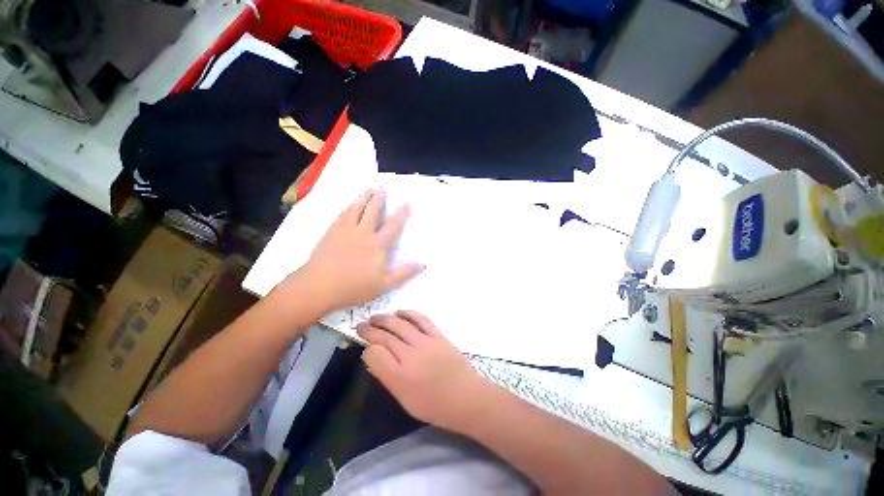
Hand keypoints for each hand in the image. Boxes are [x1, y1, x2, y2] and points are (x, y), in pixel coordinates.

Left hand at [300, 189, 423, 311]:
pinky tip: (350, 204)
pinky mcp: (332, 231)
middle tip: (382, 188)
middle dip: (379, 198)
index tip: (406, 202)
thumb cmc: (354, 287)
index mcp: (378, 245)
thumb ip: (404, 273)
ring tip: (369, 189)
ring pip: (357, 208)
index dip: (401, 214)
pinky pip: (343, 214)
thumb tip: (423, 264)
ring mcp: (346, 230)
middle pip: (373, 211)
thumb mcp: (384, 284)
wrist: (319, 286)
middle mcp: (363, 233)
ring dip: (364, 197)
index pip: (393, 226)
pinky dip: (349, 206)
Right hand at [357, 311, 489, 431]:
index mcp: (399, 378)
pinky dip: (408, 313)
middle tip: (360, 326)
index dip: (367, 349)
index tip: (366, 349)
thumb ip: (387, 377)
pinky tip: (399, 312)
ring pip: (399, 324)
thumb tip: (375, 357)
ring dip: (384, 318)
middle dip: (369, 330)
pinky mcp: (438, 334)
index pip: (374, 355)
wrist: (465, 396)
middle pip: (384, 337)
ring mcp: (425, 342)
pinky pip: (421, 319)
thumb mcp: (404, 400)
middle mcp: (410, 356)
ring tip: (375, 317)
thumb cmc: (434, 405)